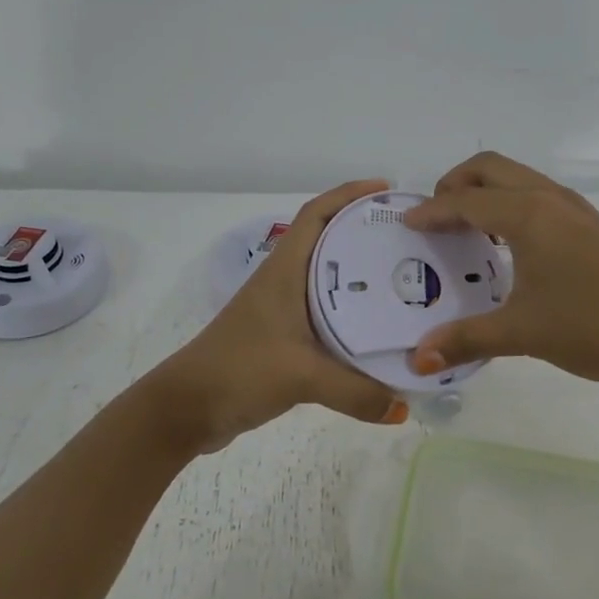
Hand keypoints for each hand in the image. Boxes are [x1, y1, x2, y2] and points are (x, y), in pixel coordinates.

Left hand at [154, 180, 409, 452]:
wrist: (189, 407)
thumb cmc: (240, 369)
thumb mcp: (301, 376)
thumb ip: (356, 392)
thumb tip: (403, 407)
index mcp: (285, 270)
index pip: (316, 214)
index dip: (349, 194)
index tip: (386, 191)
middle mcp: (285, 282)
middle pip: (330, 243)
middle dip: (367, 234)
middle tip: (409, 240)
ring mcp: (282, 310)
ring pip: (330, 280)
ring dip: (362, 276)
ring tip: (404, 280)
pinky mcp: (283, 339)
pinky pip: (327, 315)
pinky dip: (352, 315)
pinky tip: (377, 330)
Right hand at [402, 153, 598, 394]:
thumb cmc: (592, 327)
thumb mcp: (522, 332)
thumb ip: (465, 338)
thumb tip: (418, 359)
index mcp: (528, 214)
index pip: (465, 200)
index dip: (431, 211)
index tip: (406, 226)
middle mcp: (549, 198)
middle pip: (490, 167)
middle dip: (455, 183)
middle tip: (435, 218)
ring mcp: (574, 208)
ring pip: (517, 177)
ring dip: (485, 191)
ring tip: (464, 228)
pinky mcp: (589, 224)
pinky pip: (536, 194)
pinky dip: (509, 203)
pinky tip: (506, 243)